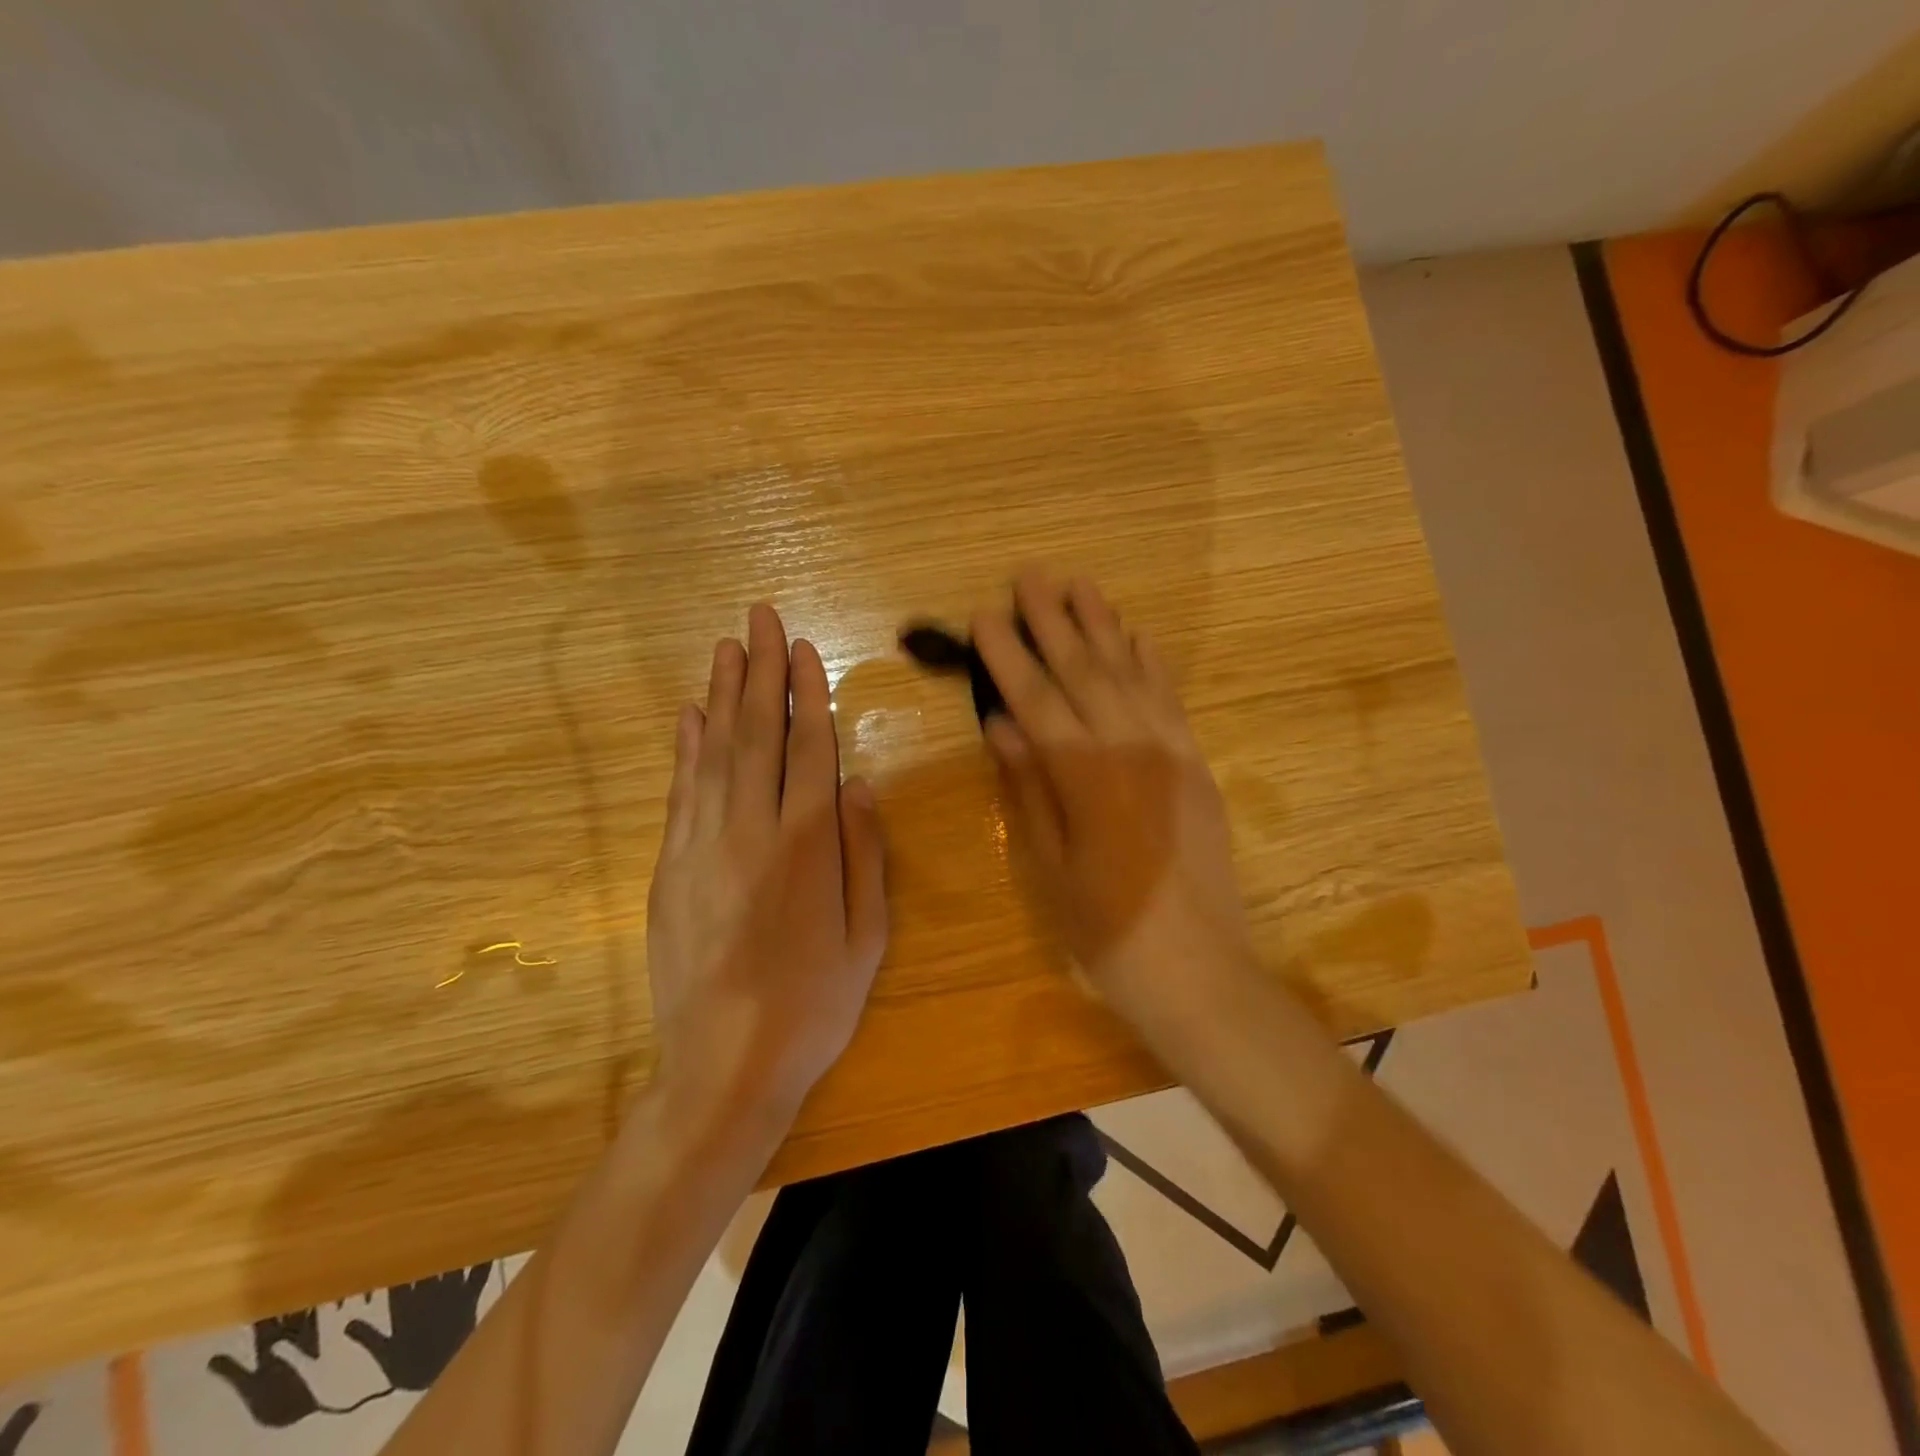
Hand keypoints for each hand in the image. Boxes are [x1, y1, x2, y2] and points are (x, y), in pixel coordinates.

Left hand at [646, 604, 888, 1131]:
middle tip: (759, 618)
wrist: (725, 1065)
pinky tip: (689, 715)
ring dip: (721, 695)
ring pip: (714, 752)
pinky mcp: (671, 868)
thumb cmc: (814, 1005)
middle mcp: (751, 831)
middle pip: (757, 734)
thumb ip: (865, 854)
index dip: (806, 693)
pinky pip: (681, 793)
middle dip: (760, 670)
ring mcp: (703, 846)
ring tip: (726, 647)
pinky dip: (685, 748)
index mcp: (807, 845)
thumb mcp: (868, 936)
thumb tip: (861, 784)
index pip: (808, 748)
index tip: (802, 648)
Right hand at [974, 569, 1252, 1021]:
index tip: (985, 614)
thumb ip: (1029, 787)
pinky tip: (1138, 635)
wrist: (1199, 971)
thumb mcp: (1050, 866)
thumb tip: (1001, 725)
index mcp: (1084, 776)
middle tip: (1030, 574)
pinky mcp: (1197, 765)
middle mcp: (1129, 748)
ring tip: (1080, 584)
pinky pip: (1171, 700)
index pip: (1036, 698)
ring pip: (1130, 673)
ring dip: (1103, 626)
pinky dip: (1152, 663)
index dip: (1008, 655)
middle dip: (1053, 620)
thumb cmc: (1106, 930)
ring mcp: (1171, 752)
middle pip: (1084, 671)